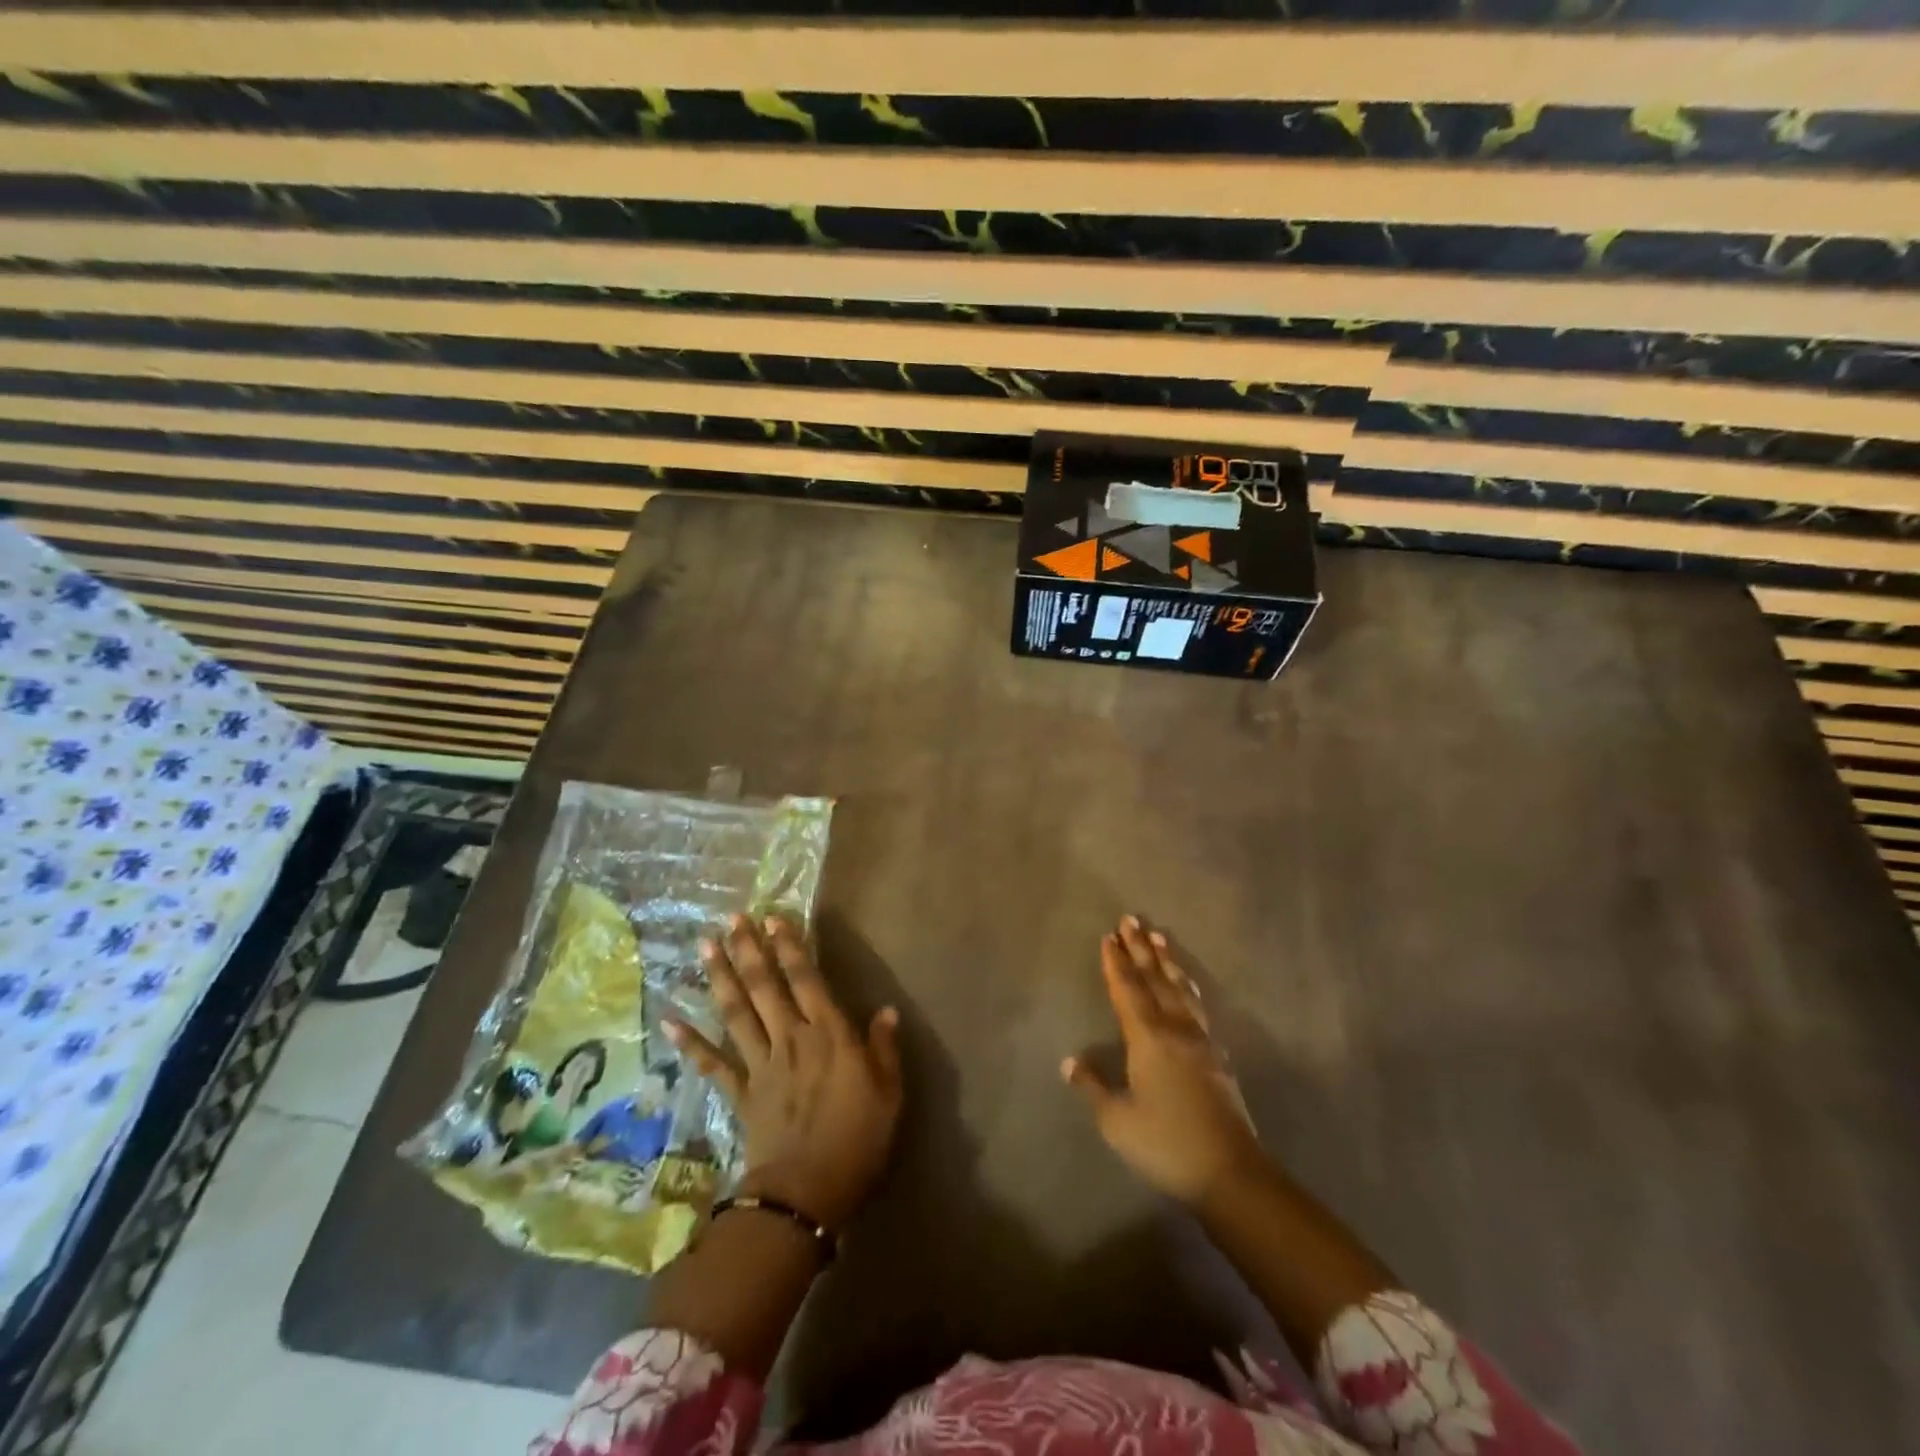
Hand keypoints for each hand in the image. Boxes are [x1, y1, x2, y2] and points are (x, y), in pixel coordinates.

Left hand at [667, 914, 902, 1231]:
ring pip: (736, 1012)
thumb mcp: (888, 1093)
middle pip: (765, 986)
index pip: (807, 979)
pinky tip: (669, 1020)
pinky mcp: (741, 1093)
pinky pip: (713, 1063)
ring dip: (720, 977)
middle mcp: (791, 1038)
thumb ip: (884, 1049)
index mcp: (829, 1034)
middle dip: (749, 950)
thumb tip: (887, 1011)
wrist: (806, 1192)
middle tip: (733, 918)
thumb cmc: (857, 1140)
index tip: (775, 919)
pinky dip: (690, 1043)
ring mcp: (761, 1064)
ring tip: (705, 946)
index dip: (791, 947)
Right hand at [1063, 916, 1265, 1204]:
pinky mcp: (1217, 1056)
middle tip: (1130, 919)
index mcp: (1147, 1038)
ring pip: (1180, 988)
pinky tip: (1188, 985)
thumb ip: (1093, 1087)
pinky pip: (1197, 1007)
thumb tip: (1069, 1062)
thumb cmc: (1166, 1143)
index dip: (1116, 963)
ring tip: (1158, 936)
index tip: (1109, 936)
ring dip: (1167, 960)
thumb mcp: (1117, 1121)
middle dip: (1140, 949)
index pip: (1127, 990)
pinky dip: (1188, 986)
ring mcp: (1200, 1040)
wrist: (1230, 1171)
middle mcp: (1174, 1029)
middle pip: (1155, 979)